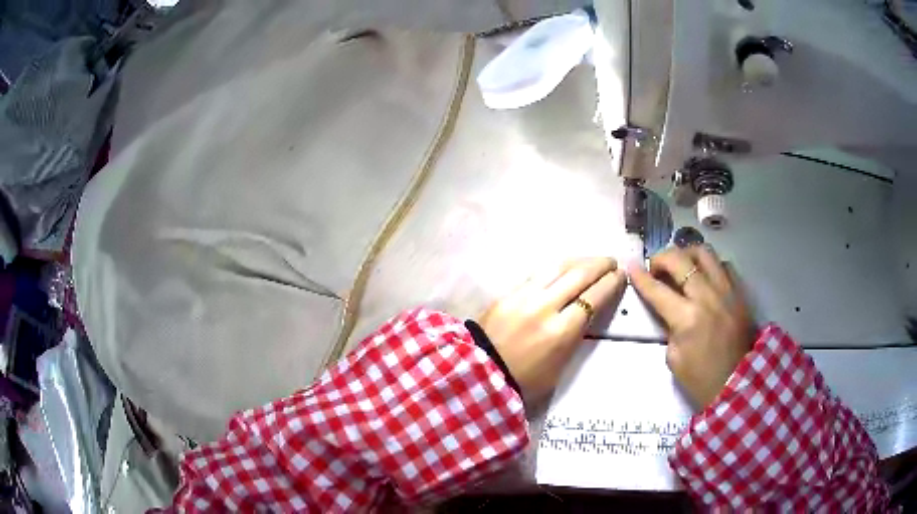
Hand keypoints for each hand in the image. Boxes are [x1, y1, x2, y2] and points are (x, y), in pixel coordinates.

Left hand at [478, 258, 626, 402]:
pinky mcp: (508, 292)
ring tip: (591, 261)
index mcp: (561, 331)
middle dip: (600, 265)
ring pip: (558, 267)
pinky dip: (557, 267)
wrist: (480, 374)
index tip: (620, 275)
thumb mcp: (561, 365)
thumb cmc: (525, 380)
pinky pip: (538, 273)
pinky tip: (564, 267)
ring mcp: (524, 296)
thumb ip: (575, 335)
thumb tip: (588, 311)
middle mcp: (545, 306)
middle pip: (579, 275)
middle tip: (612, 262)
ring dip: (579, 260)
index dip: (611, 283)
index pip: (594, 297)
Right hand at [628, 246, 755, 409]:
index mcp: (687, 318)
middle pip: (680, 260)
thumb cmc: (699, 378)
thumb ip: (669, 326)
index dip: (640, 276)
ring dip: (687, 254)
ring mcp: (727, 291)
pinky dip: (710, 267)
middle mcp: (708, 297)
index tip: (631, 265)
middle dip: (662, 257)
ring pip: (705, 253)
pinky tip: (705, 278)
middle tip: (656, 268)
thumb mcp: (673, 357)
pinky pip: (724, 266)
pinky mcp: (740, 293)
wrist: (736, 385)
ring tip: (681, 266)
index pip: (657, 289)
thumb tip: (667, 307)